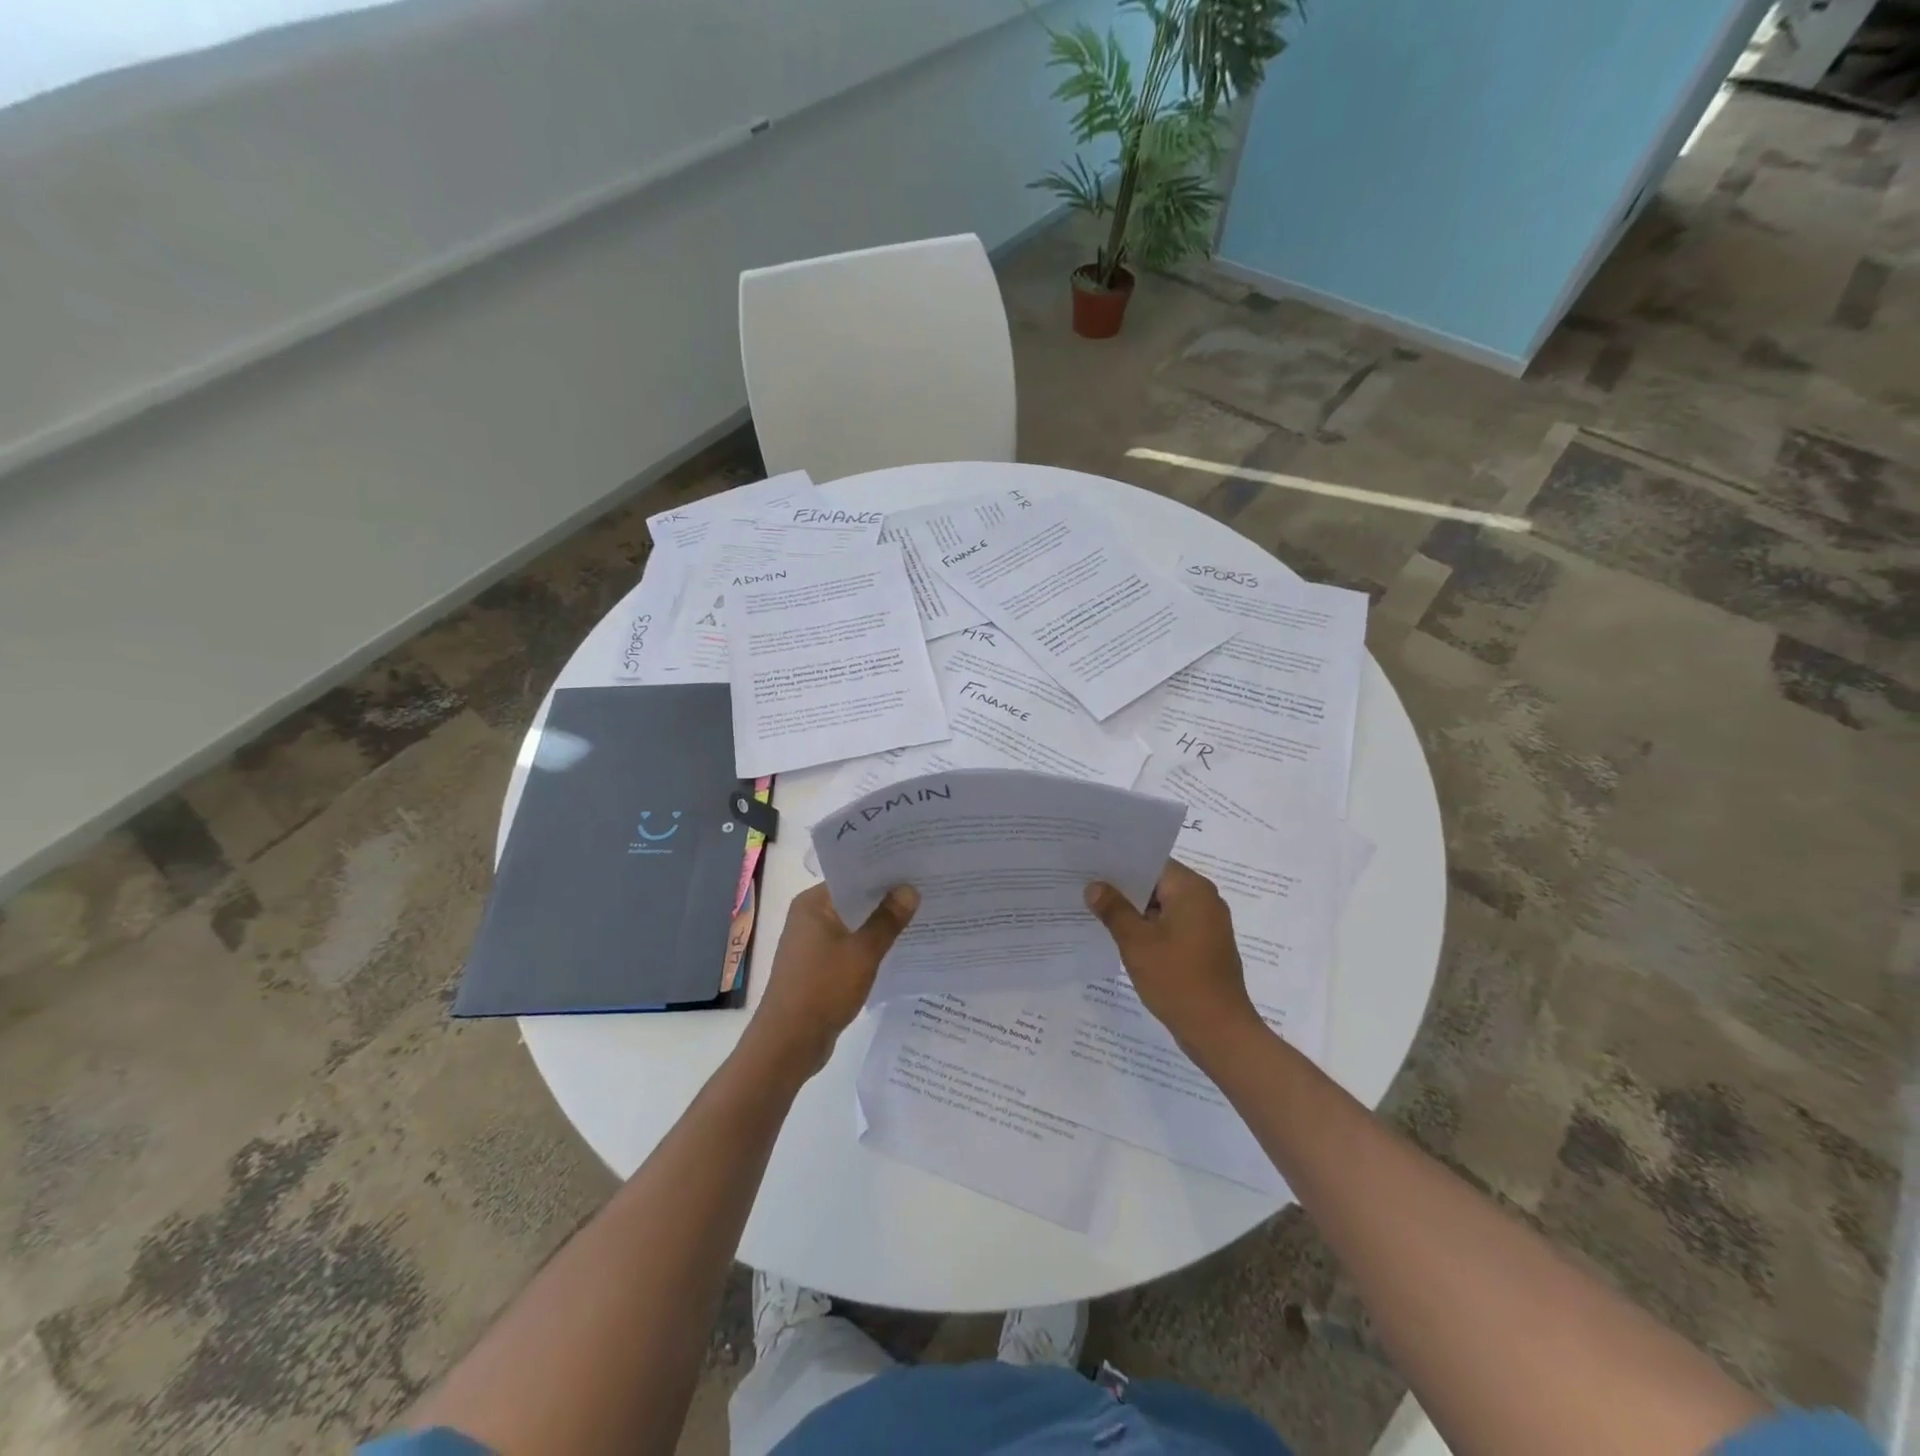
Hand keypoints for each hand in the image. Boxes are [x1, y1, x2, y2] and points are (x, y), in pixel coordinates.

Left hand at [747, 882, 918, 1075]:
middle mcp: (809, 917)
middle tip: (925, 888)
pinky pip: (850, 945)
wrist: (788, 1043)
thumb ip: (887, 919)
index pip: (852, 875)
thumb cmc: (823, 989)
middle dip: (886, 897)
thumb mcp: (863, 952)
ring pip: (853, 924)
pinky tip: (898, 947)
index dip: (883, 871)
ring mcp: (812, 943)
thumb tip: (909, 889)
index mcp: (813, 904)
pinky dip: (870, 945)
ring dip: (879, 923)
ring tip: (920, 914)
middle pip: (854, 899)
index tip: (915, 866)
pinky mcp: (819, 967)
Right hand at [1085, 860, 1261, 1059]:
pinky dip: (1150, 928)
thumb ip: (1114, 910)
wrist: (1219, 1032)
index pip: (1151, 862)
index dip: (1119, 863)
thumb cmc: (1178, 980)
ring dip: (1135, 910)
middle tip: (1085, 887)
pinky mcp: (1205, 946)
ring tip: (1096, 911)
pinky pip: (1172, 925)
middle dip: (1124, 888)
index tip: (1090, 865)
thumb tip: (1094, 886)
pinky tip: (1122, 938)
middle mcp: (1204, 899)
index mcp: (1192, 889)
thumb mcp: (1137, 942)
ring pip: (1163, 905)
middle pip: (1157, 883)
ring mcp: (1207, 924)